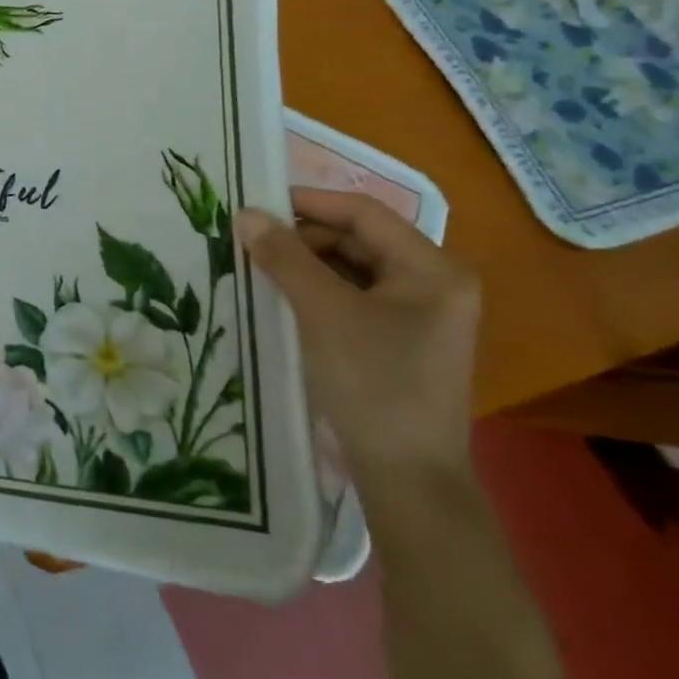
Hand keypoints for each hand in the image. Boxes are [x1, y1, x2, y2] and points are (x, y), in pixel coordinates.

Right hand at [235, 189, 480, 494]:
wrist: (405, 477)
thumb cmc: (373, 383)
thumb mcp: (324, 312)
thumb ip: (284, 257)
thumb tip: (245, 214)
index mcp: (432, 270)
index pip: (364, 213)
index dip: (308, 201)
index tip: (255, 204)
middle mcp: (431, 284)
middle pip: (357, 240)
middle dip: (301, 237)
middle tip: (248, 240)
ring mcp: (415, 315)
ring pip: (349, 270)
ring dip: (303, 264)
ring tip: (255, 266)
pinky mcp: (395, 341)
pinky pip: (349, 299)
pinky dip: (313, 292)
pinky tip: (277, 297)